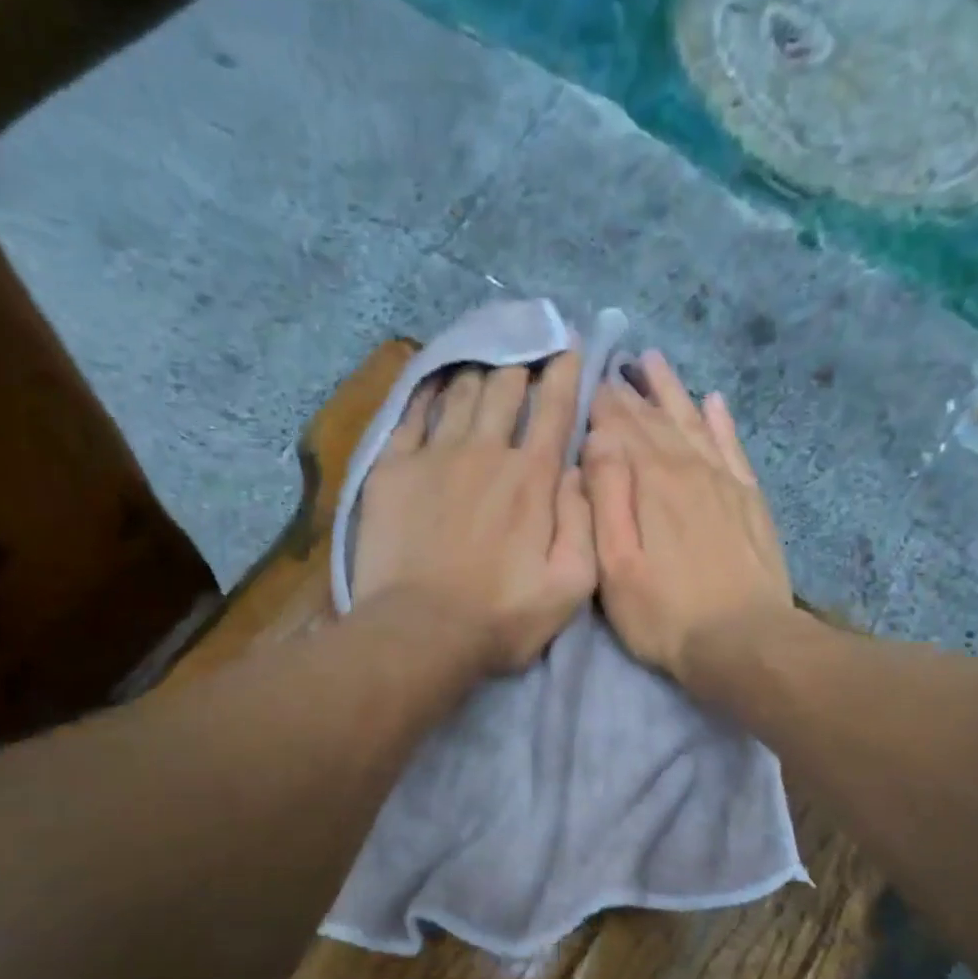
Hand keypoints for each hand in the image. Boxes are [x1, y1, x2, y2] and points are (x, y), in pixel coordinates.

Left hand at [354, 353, 595, 673]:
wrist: (421, 632)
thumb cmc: (502, 616)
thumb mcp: (572, 584)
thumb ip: (585, 521)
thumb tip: (579, 468)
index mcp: (532, 478)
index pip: (554, 408)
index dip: (565, 371)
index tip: (569, 346)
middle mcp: (486, 451)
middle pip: (505, 388)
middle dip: (519, 366)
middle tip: (523, 357)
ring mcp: (435, 455)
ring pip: (460, 392)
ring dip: (477, 373)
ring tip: (483, 364)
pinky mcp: (392, 469)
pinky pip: (411, 414)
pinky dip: (427, 392)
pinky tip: (433, 383)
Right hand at [582, 350, 792, 684]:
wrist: (743, 641)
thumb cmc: (664, 614)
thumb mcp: (615, 566)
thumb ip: (605, 498)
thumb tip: (598, 440)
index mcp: (651, 483)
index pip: (621, 430)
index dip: (603, 405)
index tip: (588, 381)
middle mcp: (689, 469)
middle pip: (656, 421)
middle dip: (632, 393)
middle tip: (614, 365)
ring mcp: (725, 482)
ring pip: (694, 423)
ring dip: (672, 392)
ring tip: (654, 362)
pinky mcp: (750, 500)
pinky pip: (733, 447)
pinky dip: (721, 422)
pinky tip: (714, 403)